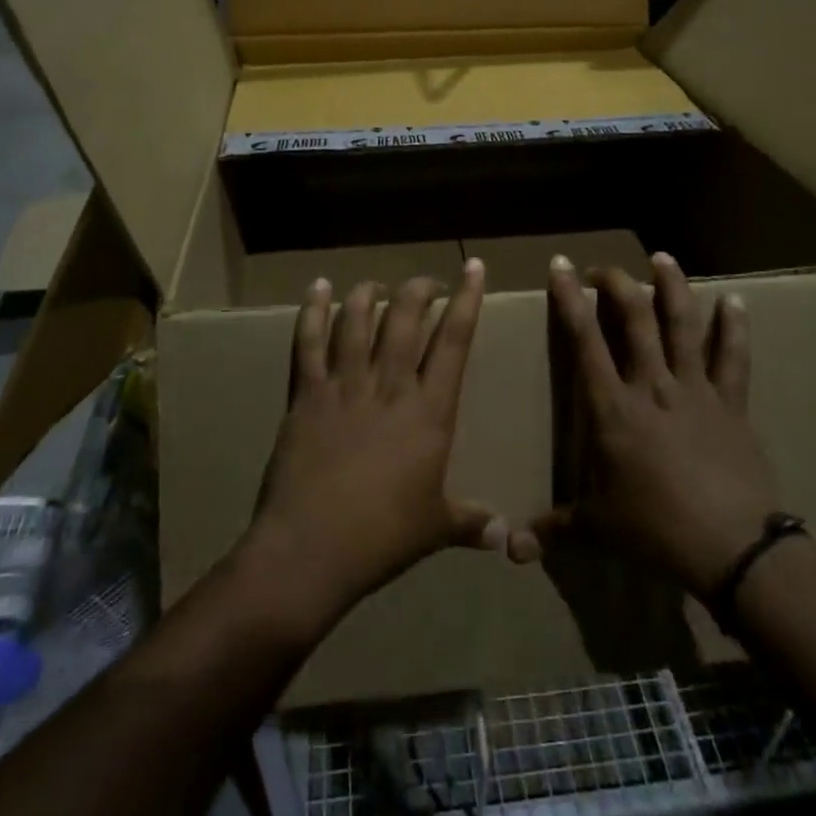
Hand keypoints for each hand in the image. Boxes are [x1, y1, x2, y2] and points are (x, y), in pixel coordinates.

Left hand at [246, 262, 502, 631]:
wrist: (311, 549)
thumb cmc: (382, 538)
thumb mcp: (435, 529)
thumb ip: (472, 523)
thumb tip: (508, 538)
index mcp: (429, 411)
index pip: (454, 341)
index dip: (467, 299)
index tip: (473, 267)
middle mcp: (389, 386)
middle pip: (406, 318)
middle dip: (419, 290)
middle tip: (427, 284)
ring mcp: (344, 386)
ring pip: (358, 320)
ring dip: (370, 294)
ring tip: (378, 285)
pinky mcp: (307, 394)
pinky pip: (309, 342)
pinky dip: (313, 310)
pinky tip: (318, 288)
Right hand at [535, 253, 781, 595]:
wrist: (732, 546)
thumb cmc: (656, 529)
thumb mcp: (598, 528)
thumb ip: (553, 529)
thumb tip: (510, 551)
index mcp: (613, 408)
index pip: (585, 341)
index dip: (570, 299)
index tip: (561, 266)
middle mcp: (652, 386)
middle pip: (635, 320)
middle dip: (616, 285)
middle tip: (603, 268)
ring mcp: (695, 390)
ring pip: (683, 325)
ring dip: (672, 287)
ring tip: (663, 258)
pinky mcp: (731, 403)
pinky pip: (733, 358)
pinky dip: (734, 328)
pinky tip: (735, 301)